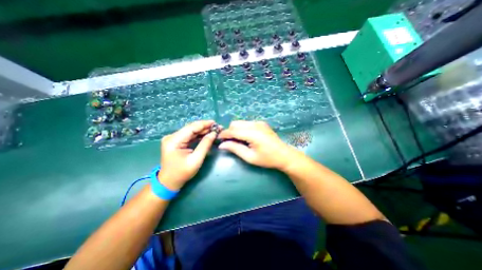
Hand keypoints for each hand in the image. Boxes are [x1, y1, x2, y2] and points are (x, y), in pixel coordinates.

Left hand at [158, 121, 217, 189]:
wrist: (169, 182)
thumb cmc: (182, 173)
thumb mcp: (196, 160)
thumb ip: (205, 145)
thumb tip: (213, 133)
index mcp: (174, 140)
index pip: (191, 128)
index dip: (204, 124)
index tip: (216, 123)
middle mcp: (172, 136)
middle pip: (191, 128)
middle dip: (205, 127)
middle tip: (218, 128)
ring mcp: (174, 139)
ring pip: (191, 131)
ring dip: (203, 131)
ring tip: (214, 130)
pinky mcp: (177, 142)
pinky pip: (190, 136)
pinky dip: (199, 135)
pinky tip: (207, 135)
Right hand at [217, 122, 292, 169]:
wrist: (284, 155)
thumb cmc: (267, 159)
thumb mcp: (250, 157)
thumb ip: (235, 149)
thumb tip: (222, 145)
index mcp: (252, 133)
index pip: (232, 130)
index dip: (223, 135)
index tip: (218, 140)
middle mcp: (255, 124)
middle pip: (235, 124)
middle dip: (230, 132)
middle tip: (230, 143)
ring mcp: (259, 123)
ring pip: (241, 122)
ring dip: (236, 130)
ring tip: (238, 141)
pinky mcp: (262, 123)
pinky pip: (247, 123)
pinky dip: (243, 128)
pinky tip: (246, 137)